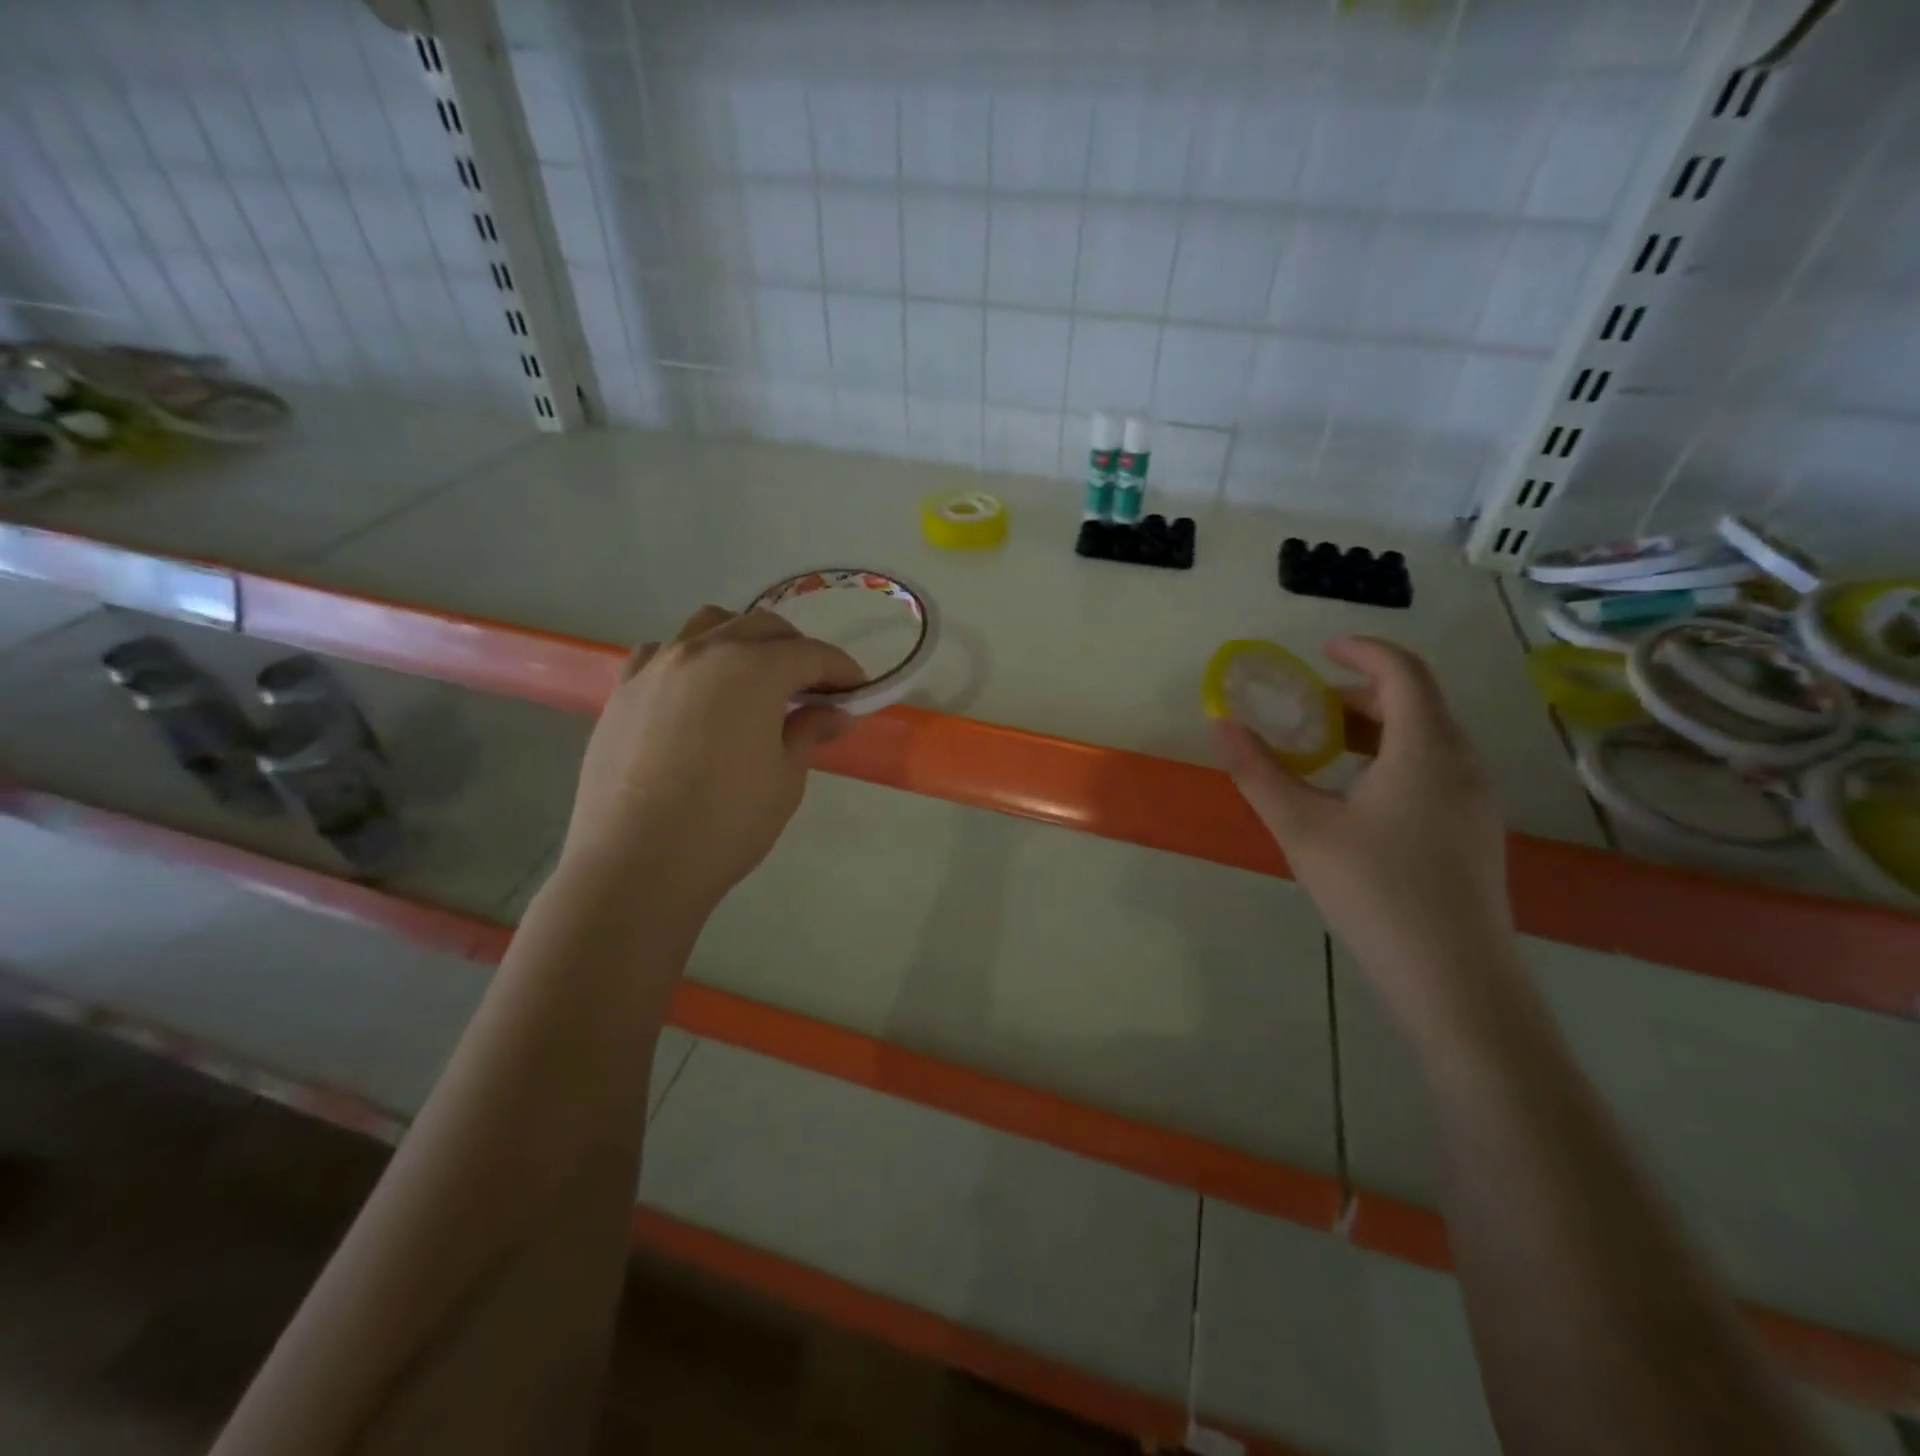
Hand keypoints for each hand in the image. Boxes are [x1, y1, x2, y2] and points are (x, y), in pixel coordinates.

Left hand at [560, 605, 864, 913]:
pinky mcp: (623, 690)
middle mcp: (703, 652)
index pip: (810, 654)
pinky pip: (662, 653)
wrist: (636, 865)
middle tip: (814, 687)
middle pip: (762, 628)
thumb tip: (835, 712)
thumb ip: (809, 732)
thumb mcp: (785, 778)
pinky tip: (697, 691)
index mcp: (751, 670)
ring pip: (709, 626)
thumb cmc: (726, 824)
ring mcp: (657, 667)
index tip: (858, 689)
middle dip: (797, 650)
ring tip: (755, 677)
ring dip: (743, 641)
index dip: (841, 669)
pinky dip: (690, 658)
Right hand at [1211, 637, 1514, 1028]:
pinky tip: (1358, 795)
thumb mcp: (1302, 829)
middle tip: (1308, 709)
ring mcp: (1476, 799)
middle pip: (1417, 701)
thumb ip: (1259, 772)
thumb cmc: (1375, 892)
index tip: (1320, 651)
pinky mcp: (1475, 829)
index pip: (1403, 672)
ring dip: (1377, 727)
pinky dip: (1395, 757)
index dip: (1362, 651)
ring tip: (1325, 749)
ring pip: (1429, 736)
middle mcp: (1462, 763)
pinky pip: (1437, 767)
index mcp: (1426, 749)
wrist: (1454, 979)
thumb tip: (1220, 724)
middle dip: (1361, 692)